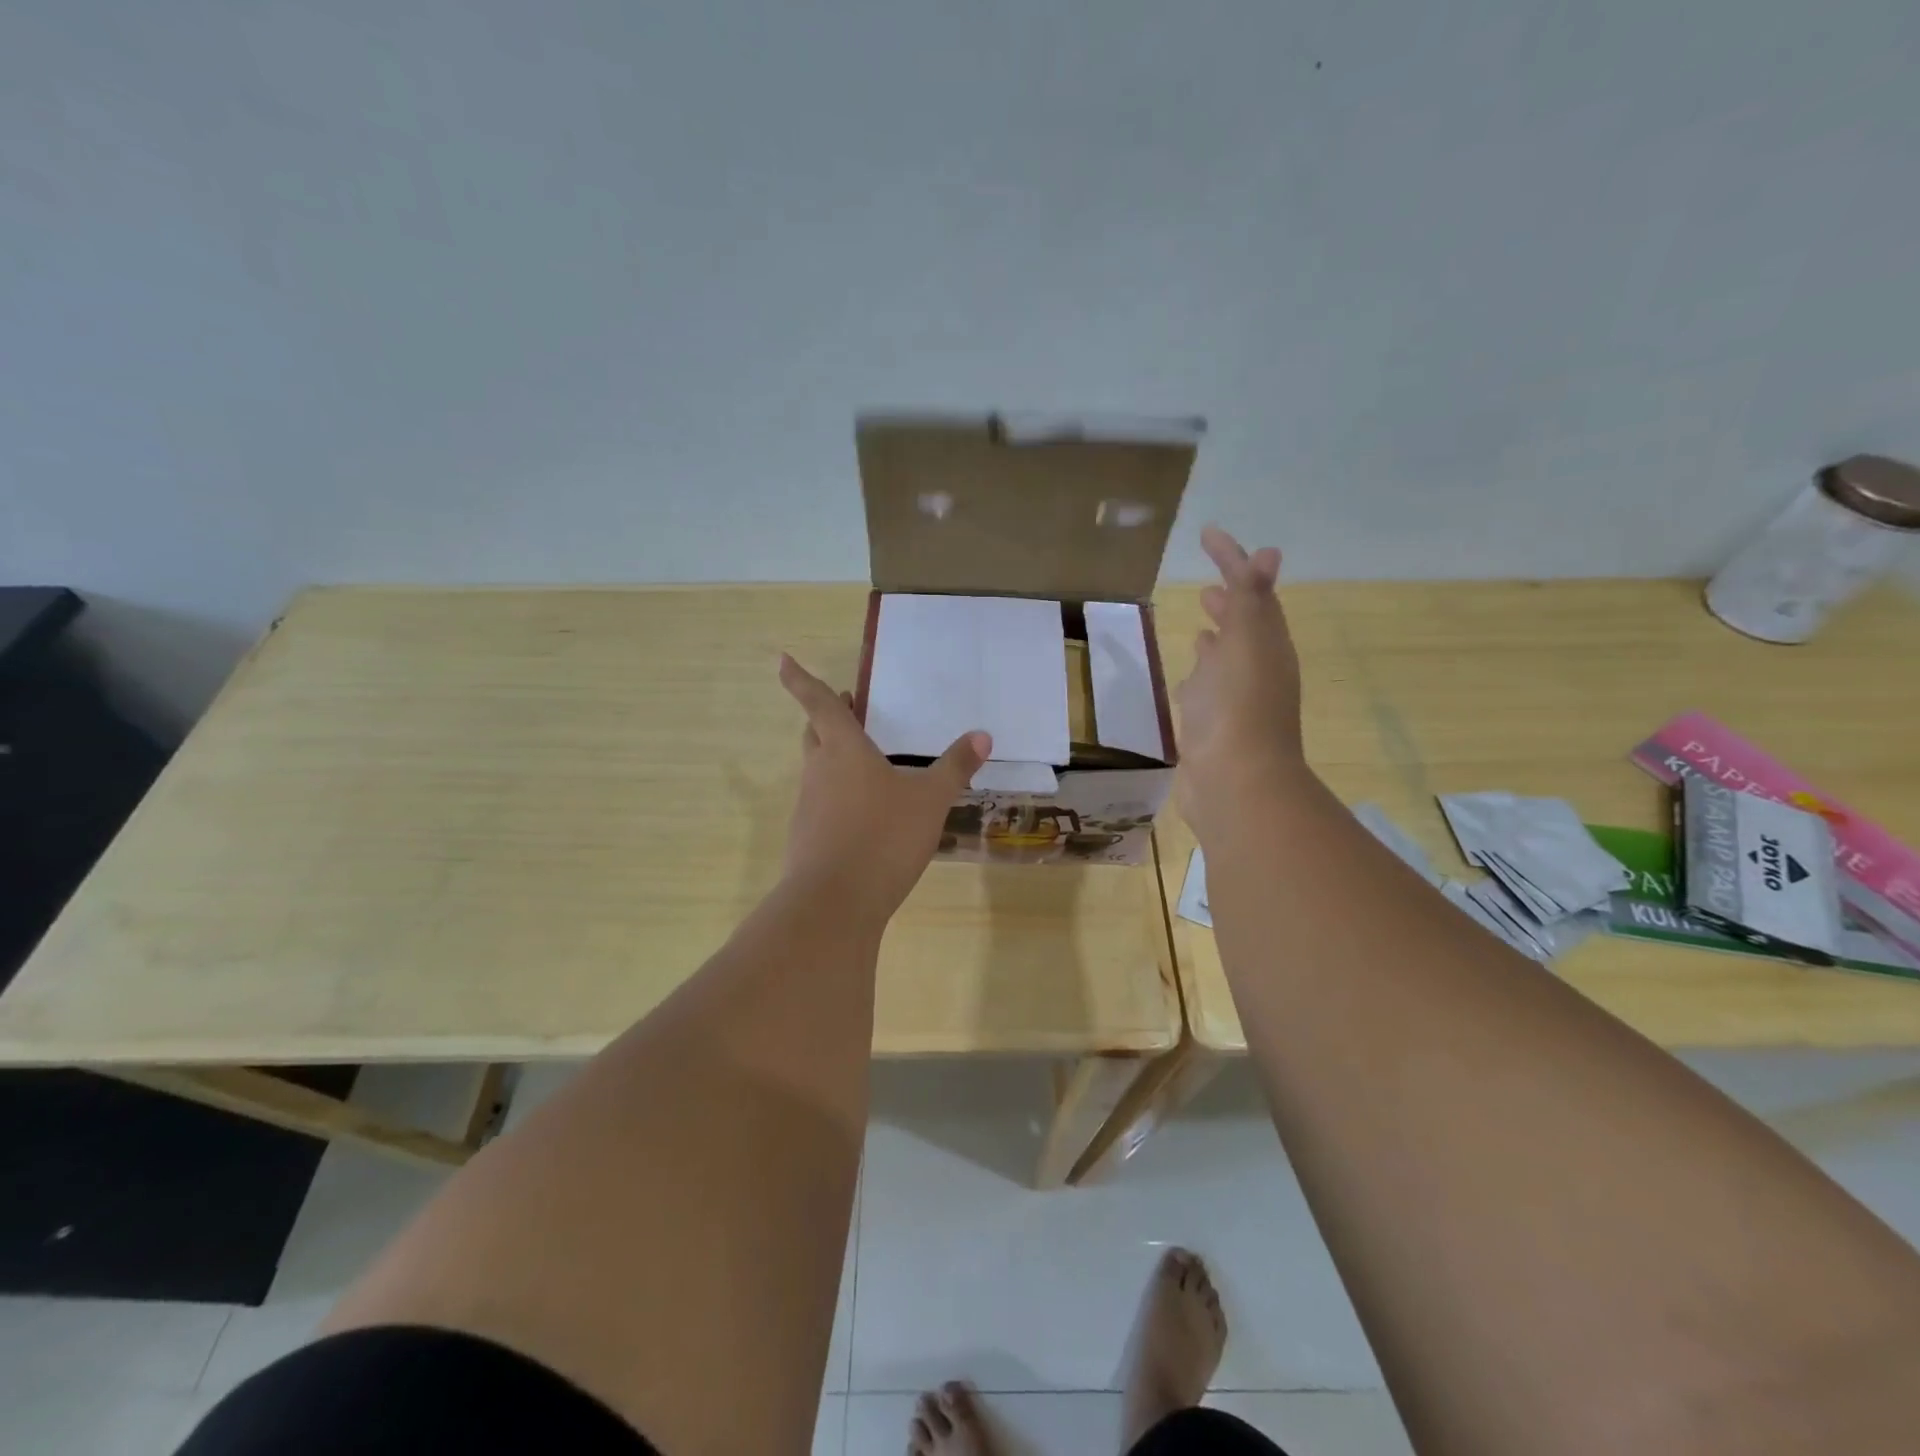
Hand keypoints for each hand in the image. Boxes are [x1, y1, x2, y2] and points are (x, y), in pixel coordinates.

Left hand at [776, 654, 990, 927]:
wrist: (834, 904)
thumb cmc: (883, 837)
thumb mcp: (930, 801)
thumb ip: (954, 767)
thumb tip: (982, 735)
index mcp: (843, 750)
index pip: (820, 703)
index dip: (799, 679)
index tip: (782, 659)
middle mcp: (819, 772)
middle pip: (815, 734)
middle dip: (826, 718)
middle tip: (848, 709)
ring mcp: (808, 807)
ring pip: (817, 770)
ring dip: (834, 759)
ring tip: (867, 764)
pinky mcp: (807, 839)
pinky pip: (822, 805)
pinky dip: (838, 797)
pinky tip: (864, 816)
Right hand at [1174, 526, 1313, 843]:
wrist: (1234, 785)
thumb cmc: (1239, 709)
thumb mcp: (1246, 643)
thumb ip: (1249, 600)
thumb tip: (1267, 554)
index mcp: (1268, 646)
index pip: (1253, 591)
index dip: (1233, 560)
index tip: (1207, 534)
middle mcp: (1256, 669)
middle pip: (1245, 625)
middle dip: (1230, 599)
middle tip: (1209, 582)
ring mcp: (1234, 700)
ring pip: (1227, 658)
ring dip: (1217, 636)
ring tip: (1200, 621)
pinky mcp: (1212, 726)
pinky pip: (1208, 689)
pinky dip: (1200, 673)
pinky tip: (1188, 675)